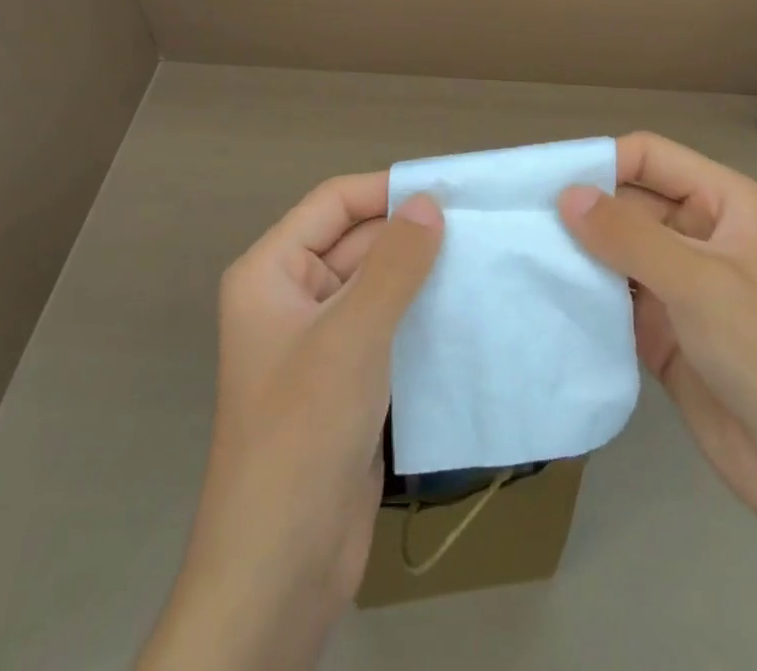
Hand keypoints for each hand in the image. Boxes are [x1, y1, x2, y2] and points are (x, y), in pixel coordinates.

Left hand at [140, 175, 441, 670]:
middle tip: (481, 223)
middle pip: (357, 242)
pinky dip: (422, 314)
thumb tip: (430, 201)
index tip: (449, 187)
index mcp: (271, 272)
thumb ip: (394, 263)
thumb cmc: (303, 433)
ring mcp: (320, 340)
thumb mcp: (352, 336)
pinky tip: (469, 308)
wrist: (281, 568)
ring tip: (485, 258)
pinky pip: (387, 325)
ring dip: (422, 274)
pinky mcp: (348, 378)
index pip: (334, 203)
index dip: (387, 190)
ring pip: (377, 285)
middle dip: (411, 233)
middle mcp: (292, 296)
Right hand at [558, 132, 756, 535]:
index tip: (546, 181)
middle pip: (627, 200)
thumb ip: (629, 236)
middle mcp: (696, 231)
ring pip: (615, 247)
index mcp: (722, 201)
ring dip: (577, 250)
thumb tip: (565, 195)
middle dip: (581, 208)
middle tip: (520, 218)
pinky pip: (612, 293)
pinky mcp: (659, 325)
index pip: (649, 157)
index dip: (601, 162)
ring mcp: (677, 280)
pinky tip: (542, 293)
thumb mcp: (699, 284)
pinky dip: (584, 291)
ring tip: (520, 251)